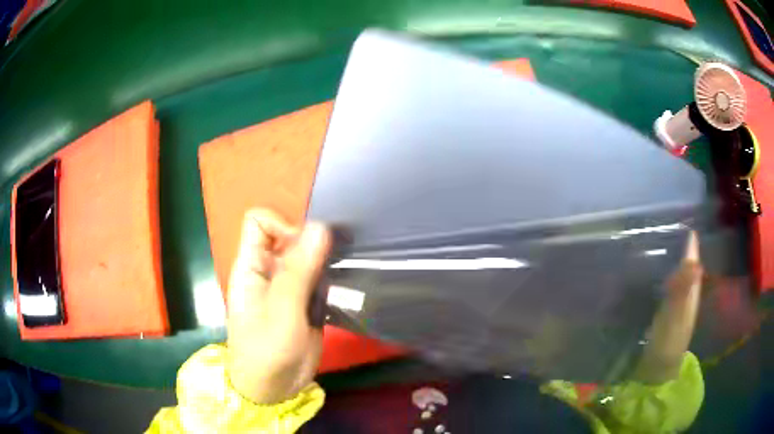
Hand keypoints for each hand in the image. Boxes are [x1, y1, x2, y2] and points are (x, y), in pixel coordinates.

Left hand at [226, 209, 330, 403]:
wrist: (274, 389)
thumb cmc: (267, 351)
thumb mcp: (282, 310)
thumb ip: (299, 270)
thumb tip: (320, 226)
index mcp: (251, 266)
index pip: (259, 222)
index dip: (281, 226)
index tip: (304, 248)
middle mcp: (268, 271)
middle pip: (287, 236)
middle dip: (310, 241)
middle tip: (334, 259)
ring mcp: (287, 287)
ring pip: (305, 256)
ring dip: (324, 258)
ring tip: (345, 268)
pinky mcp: (304, 302)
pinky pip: (317, 277)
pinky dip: (330, 276)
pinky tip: (345, 284)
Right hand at [633, 231, 702, 383]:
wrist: (657, 372)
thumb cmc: (669, 342)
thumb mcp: (676, 315)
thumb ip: (683, 288)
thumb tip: (694, 258)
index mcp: (690, 290)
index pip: (693, 258)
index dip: (689, 240)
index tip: (681, 217)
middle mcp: (685, 292)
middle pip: (685, 263)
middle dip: (678, 244)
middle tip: (664, 224)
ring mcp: (674, 303)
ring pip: (675, 273)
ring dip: (668, 258)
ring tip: (655, 242)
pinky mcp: (663, 313)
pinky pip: (664, 286)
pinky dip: (659, 275)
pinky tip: (648, 273)